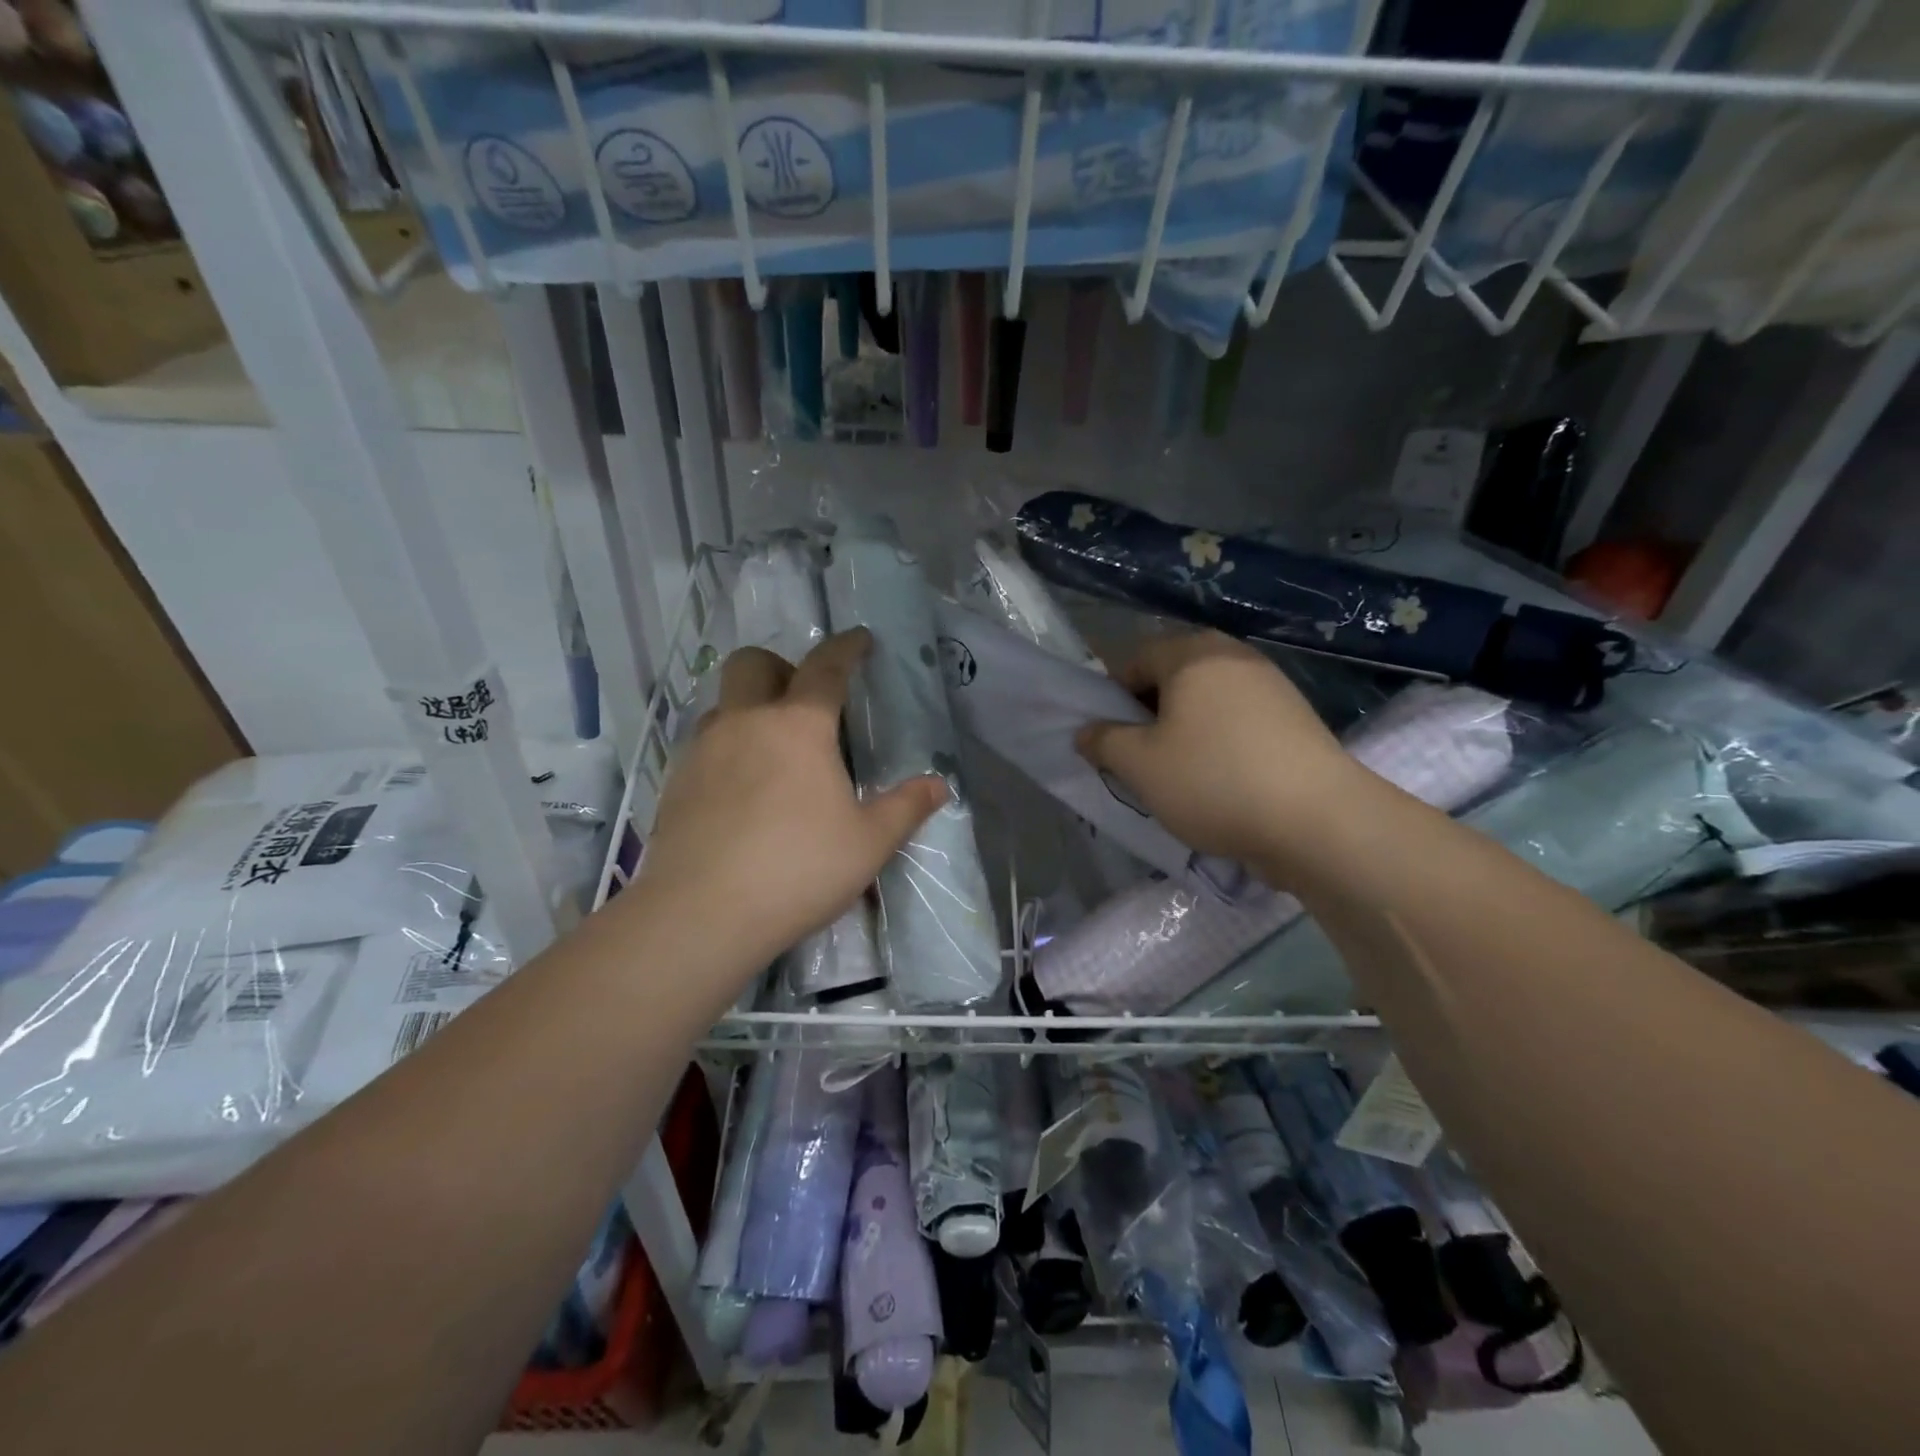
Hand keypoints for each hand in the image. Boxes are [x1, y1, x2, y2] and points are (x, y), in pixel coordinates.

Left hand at [638, 629, 946, 976]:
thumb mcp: (869, 842)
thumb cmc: (798, 868)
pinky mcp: (675, 783)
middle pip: (752, 663)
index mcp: (798, 726)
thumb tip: (938, 785)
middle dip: (781, 666)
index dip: (847, 648)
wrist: (702, 914)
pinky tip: (743, 790)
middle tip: (805, 700)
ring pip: (723, 703)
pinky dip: (728, 747)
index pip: (825, 668)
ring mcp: (703, 751)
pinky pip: (704, 744)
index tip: (861, 639)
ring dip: (750, 708)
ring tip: (774, 751)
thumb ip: (905, 807)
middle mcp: (745, 723)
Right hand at [1076, 631, 1355, 871]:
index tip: (1110, 740)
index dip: (1112, 698)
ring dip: (1184, 734)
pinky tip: (1220, 784)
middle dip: (1149, 717)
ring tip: (1180, 778)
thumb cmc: (1213, 781)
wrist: (1318, 821)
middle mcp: (1234, 657)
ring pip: (1207, 704)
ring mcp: (1272, 686)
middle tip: (1140, 760)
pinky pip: (1239, 723)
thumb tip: (1086, 731)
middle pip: (1173, 680)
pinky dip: (1219, 745)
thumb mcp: (1139, 765)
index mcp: (1193, 654)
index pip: (1134, 660)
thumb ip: (1103, 741)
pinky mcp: (1296, 720)